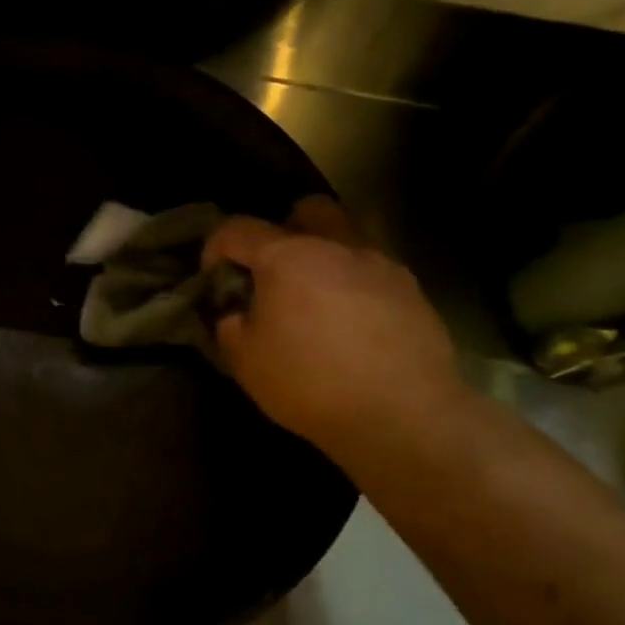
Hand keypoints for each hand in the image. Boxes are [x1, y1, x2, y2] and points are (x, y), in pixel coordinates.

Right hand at [205, 197, 464, 462]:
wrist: (402, 415)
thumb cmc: (310, 384)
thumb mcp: (246, 362)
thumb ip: (231, 326)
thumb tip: (235, 313)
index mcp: (287, 257)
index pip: (237, 229)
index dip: (215, 248)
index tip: (212, 277)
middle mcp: (337, 247)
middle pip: (308, 210)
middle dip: (284, 230)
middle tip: (273, 271)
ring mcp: (381, 265)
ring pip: (349, 235)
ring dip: (326, 254)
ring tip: (316, 297)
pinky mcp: (413, 290)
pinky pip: (375, 270)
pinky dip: (355, 284)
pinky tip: (352, 322)